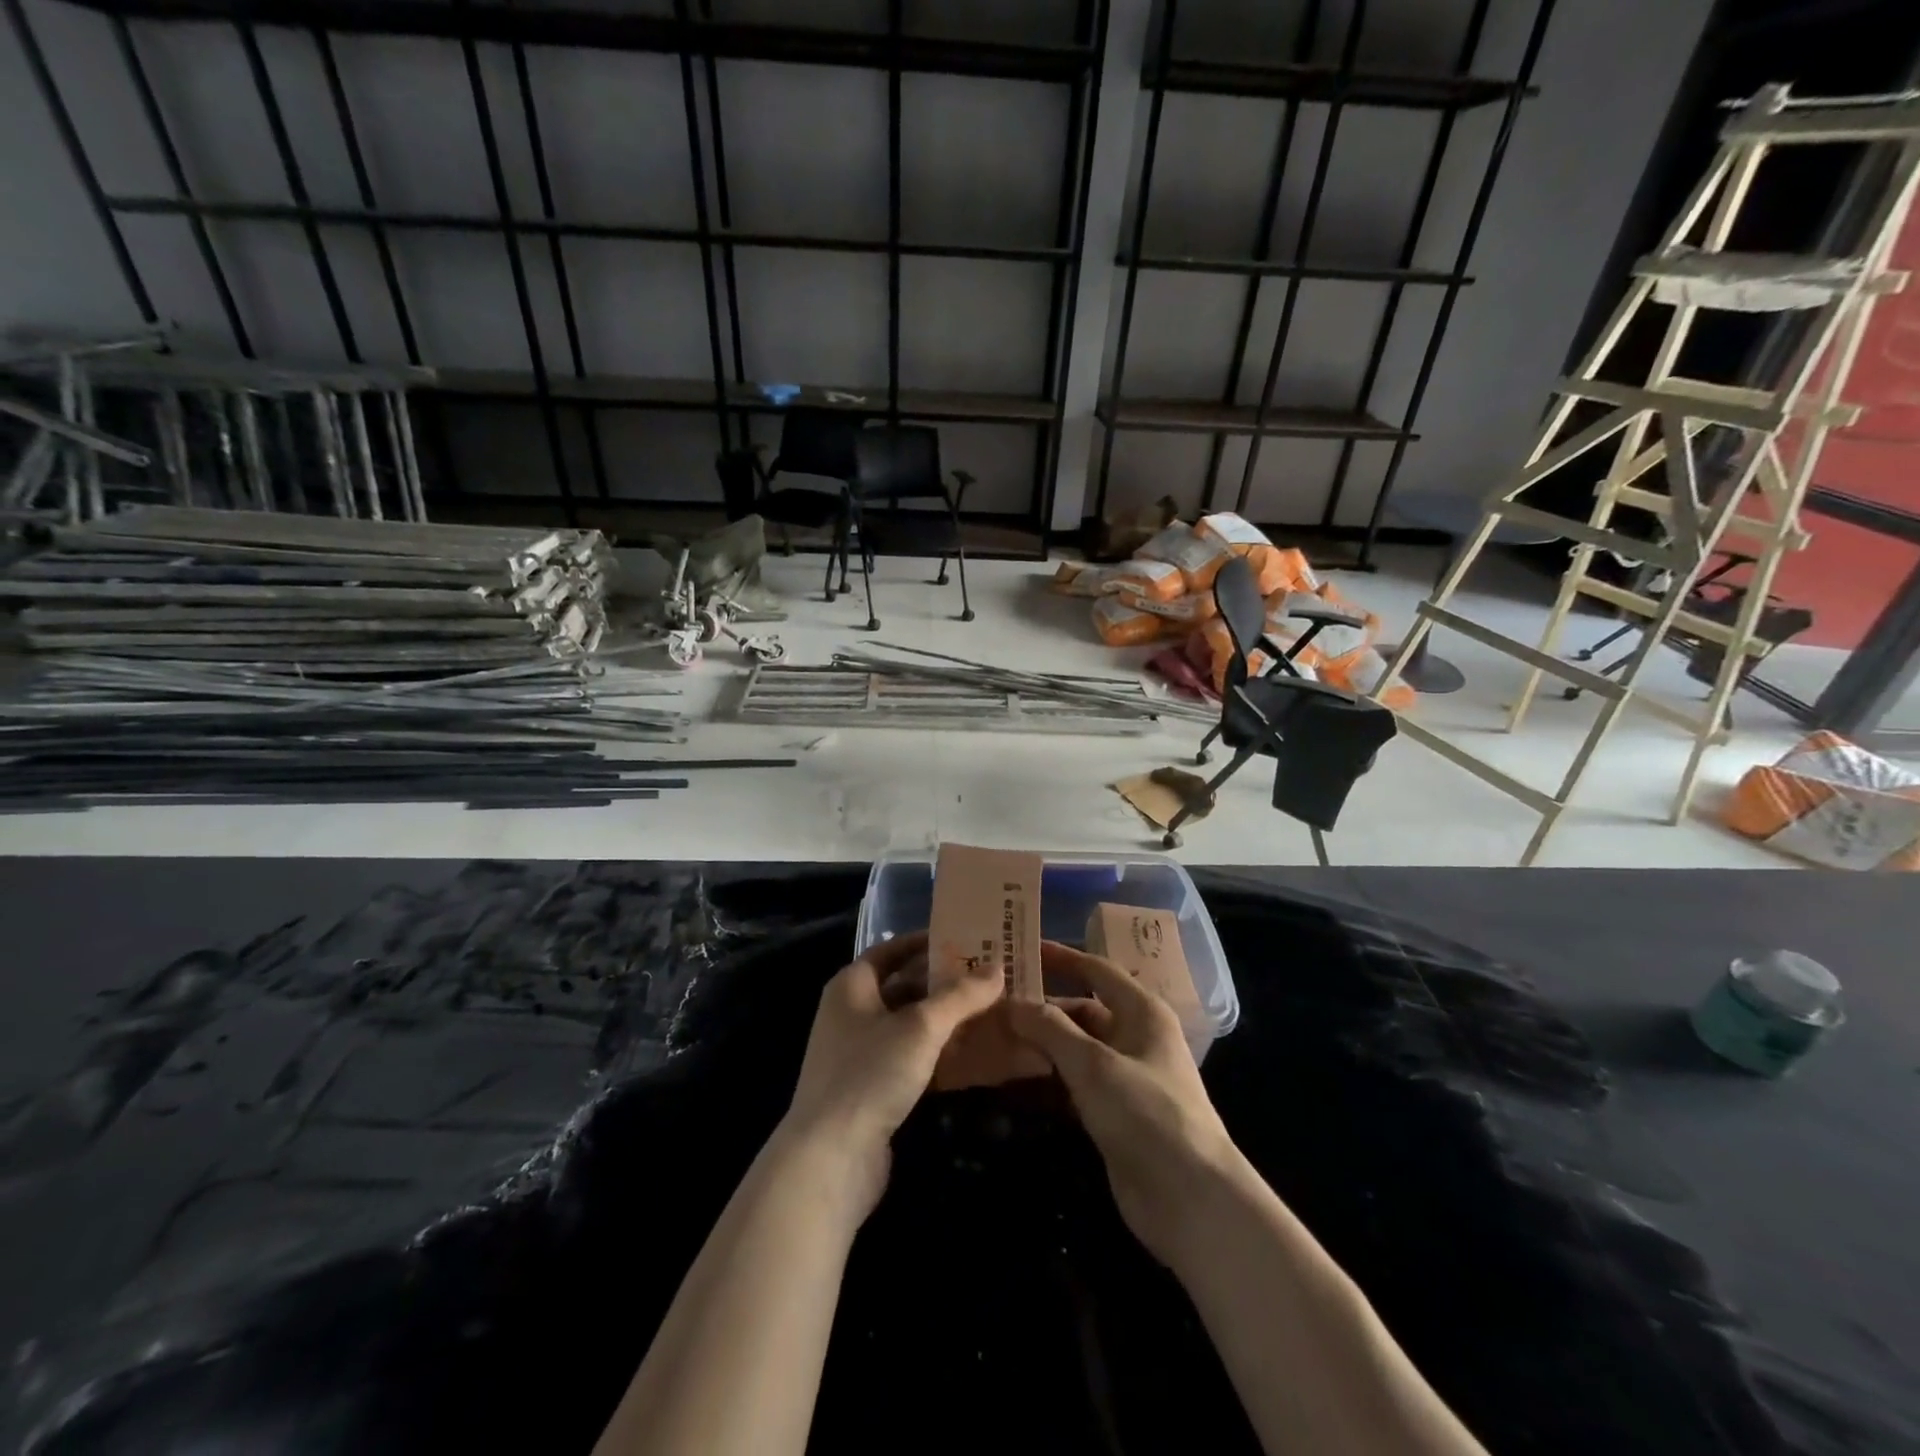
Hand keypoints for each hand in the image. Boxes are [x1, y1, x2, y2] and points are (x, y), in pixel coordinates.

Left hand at [780, 931, 1003, 1219]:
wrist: (831, 1158)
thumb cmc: (870, 1074)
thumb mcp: (921, 1028)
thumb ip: (960, 996)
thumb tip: (997, 968)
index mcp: (852, 986)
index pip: (891, 950)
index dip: (926, 943)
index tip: (966, 940)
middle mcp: (851, 1013)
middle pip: (903, 987)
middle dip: (944, 984)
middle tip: (989, 978)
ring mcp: (859, 1054)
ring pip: (909, 1026)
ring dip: (945, 1021)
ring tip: (990, 1012)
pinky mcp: (871, 1089)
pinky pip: (909, 1059)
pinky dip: (937, 1054)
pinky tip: (971, 1055)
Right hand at [1008, 941, 1241, 1266]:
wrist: (1189, 1199)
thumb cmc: (1145, 1113)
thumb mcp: (1093, 1063)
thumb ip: (1050, 1029)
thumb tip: (1013, 1002)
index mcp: (1142, 1012)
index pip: (1097, 971)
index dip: (1062, 958)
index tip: (1023, 949)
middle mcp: (1136, 1038)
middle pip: (1083, 1011)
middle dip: (1043, 1007)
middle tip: (995, 1003)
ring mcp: (1127, 1078)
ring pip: (1077, 1049)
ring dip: (1042, 1044)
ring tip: (994, 1037)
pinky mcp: (1116, 1114)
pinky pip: (1076, 1084)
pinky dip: (1049, 1078)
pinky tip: (1015, 1079)